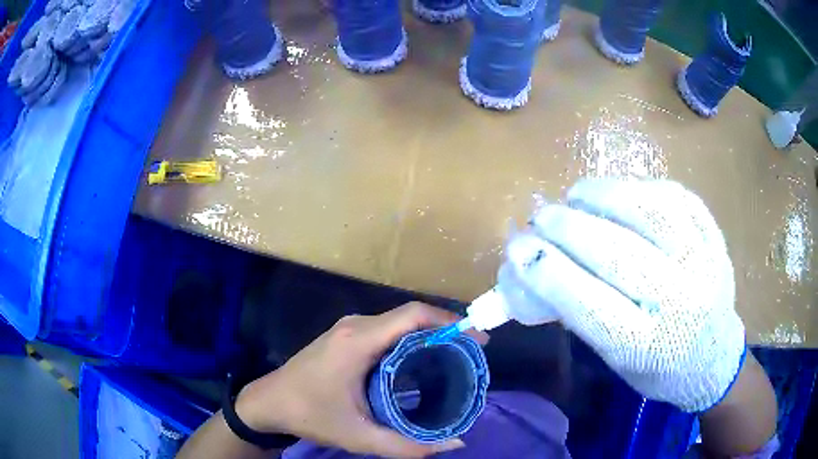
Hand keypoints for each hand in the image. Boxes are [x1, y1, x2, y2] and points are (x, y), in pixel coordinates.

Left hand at [235, 302, 487, 457]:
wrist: (268, 402)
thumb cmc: (310, 415)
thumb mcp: (359, 437)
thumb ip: (408, 446)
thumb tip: (454, 443)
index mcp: (358, 341)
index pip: (413, 316)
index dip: (450, 321)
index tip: (477, 338)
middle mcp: (355, 326)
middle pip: (410, 316)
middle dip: (445, 329)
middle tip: (471, 353)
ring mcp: (347, 328)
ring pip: (398, 322)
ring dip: (427, 334)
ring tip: (453, 357)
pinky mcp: (344, 335)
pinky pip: (385, 329)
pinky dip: (409, 339)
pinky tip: (419, 360)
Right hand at [503, 179, 744, 411]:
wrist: (714, 357)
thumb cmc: (658, 366)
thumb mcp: (615, 359)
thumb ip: (582, 312)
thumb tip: (537, 263)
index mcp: (647, 347)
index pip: (589, 306)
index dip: (548, 273)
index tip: (518, 248)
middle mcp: (680, 303)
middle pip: (618, 255)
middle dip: (568, 228)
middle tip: (541, 216)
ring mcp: (704, 262)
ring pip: (650, 212)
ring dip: (604, 195)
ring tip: (577, 194)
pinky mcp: (715, 237)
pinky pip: (676, 196)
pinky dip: (640, 187)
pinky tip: (620, 192)